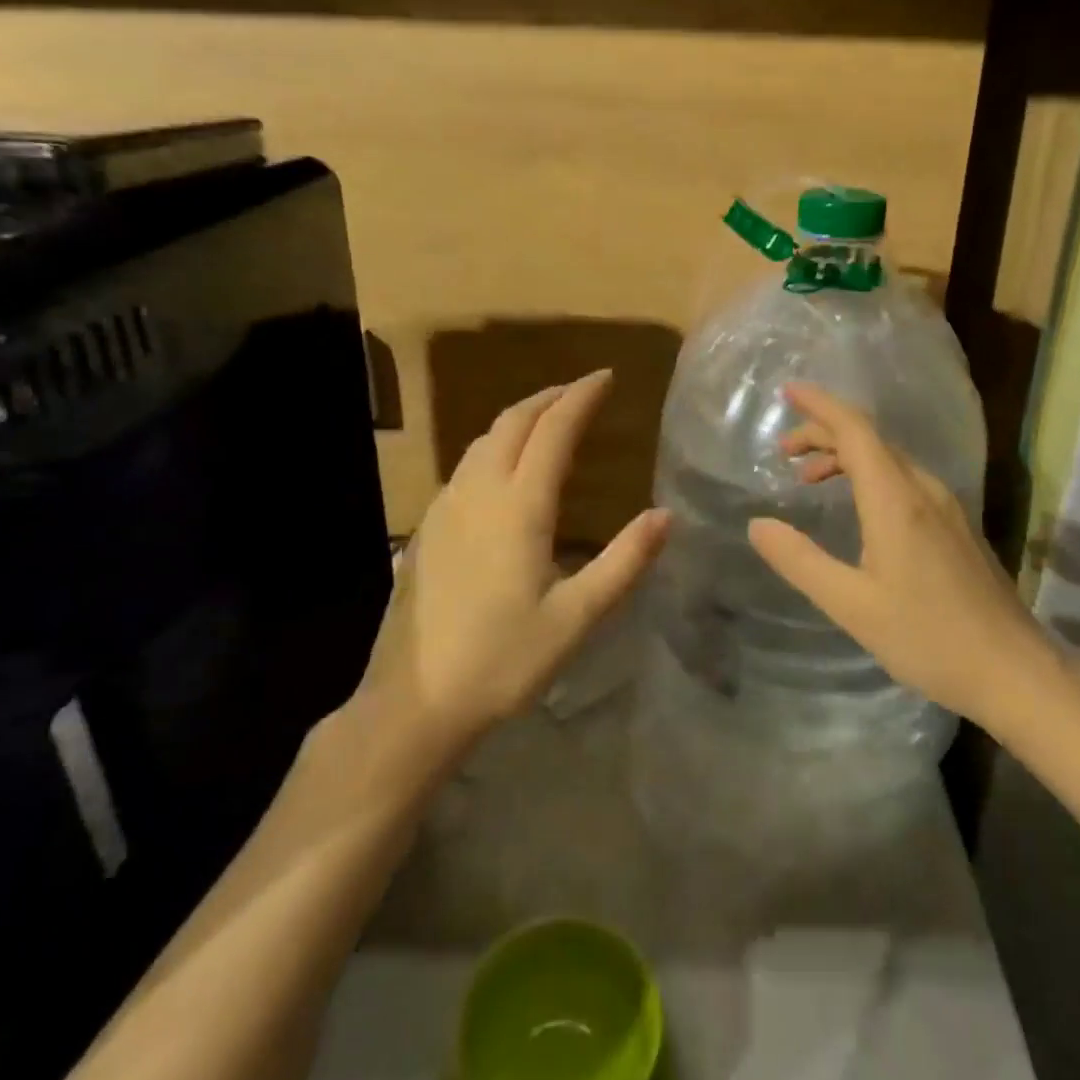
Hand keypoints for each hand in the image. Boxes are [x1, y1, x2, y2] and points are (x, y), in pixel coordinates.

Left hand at [358, 370, 668, 752]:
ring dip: (520, 418)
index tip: (606, 377)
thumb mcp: (576, 618)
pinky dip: (496, 444)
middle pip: (513, 422)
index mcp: (519, 507)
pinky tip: (505, 467)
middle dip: (550, 398)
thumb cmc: (502, 661)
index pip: (553, 430)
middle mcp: (478, 492)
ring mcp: (446, 507)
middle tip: (582, 392)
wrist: (413, 703)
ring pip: (484, 439)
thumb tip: (665, 515)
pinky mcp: (428, 527)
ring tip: (549, 419)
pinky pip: (466, 464)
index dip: (581, 397)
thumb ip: (624, 562)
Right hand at [747, 383, 1057, 728]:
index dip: (819, 405)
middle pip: (870, 439)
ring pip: (889, 459)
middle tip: (783, 451)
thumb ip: (800, 560)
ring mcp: (946, 506)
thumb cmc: (928, 637)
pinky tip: (858, 507)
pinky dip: (869, 476)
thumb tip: (758, 524)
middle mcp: (923, 489)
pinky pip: (905, 480)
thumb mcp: (850, 605)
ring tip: (809, 479)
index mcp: (895, 499)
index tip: (787, 390)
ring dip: (846, 456)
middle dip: (823, 433)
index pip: (854, 430)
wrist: (1014, 671)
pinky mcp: (957, 526)